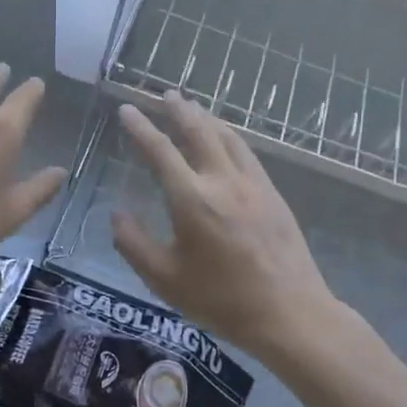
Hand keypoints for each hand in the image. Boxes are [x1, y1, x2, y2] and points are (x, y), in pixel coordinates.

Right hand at [111, 92, 344, 366]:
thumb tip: (117, 215)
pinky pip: (246, 152)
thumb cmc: (221, 300)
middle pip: (198, 131)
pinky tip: (226, 139)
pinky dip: (229, 135)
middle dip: (178, 110)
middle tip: (163, 93)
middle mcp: (223, 181)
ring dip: (206, 117)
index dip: (141, 128)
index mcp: (192, 200)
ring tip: (191, 106)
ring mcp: (253, 184)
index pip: (160, 151)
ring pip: (227, 137)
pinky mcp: (273, 194)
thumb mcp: (164, 279)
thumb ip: (134, 244)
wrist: (289, 313)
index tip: (127, 109)